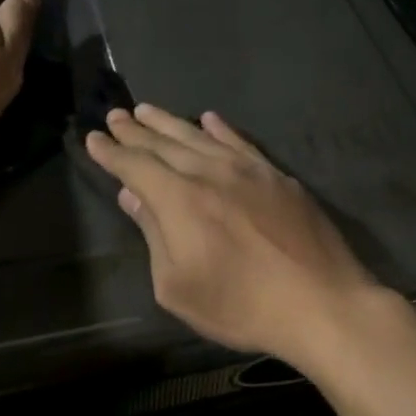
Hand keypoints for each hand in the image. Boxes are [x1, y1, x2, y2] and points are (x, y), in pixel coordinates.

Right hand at [84, 104, 384, 364]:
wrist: (321, 302)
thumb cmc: (242, 305)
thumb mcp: (179, 286)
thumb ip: (154, 235)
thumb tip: (133, 195)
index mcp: (180, 199)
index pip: (136, 165)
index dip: (112, 152)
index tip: (94, 138)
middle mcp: (210, 172)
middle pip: (165, 143)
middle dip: (135, 130)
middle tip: (115, 115)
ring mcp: (248, 169)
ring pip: (200, 136)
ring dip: (170, 122)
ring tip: (148, 110)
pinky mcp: (278, 176)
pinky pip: (241, 142)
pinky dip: (220, 129)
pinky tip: (209, 119)